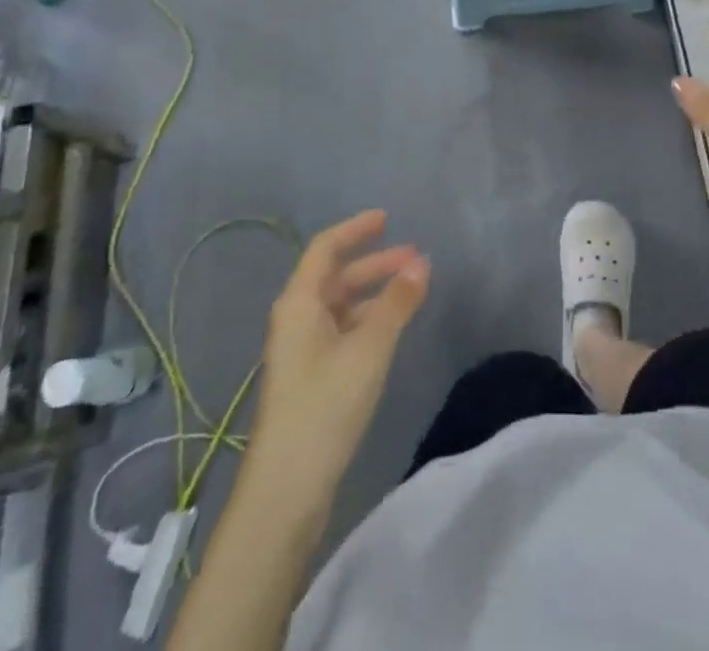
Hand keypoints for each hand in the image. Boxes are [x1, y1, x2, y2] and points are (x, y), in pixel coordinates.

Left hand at [250, 210, 429, 495]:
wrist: (286, 490)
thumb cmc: (324, 406)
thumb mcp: (369, 349)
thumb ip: (396, 303)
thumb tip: (422, 263)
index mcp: (300, 303)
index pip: (326, 248)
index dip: (356, 229)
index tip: (387, 218)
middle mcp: (296, 319)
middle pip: (336, 276)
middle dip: (375, 263)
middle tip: (415, 258)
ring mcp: (301, 350)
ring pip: (341, 305)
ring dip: (374, 293)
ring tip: (412, 291)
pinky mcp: (310, 378)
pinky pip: (341, 331)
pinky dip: (367, 320)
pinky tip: (391, 329)